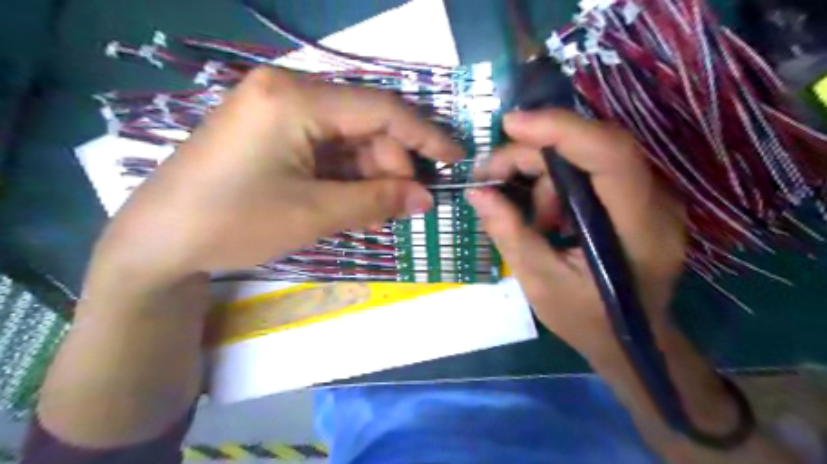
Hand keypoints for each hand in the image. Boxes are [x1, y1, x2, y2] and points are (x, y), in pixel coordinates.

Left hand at [88, 68, 463, 295]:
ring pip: (349, 140)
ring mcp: (280, 110)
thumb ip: (377, 201)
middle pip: (366, 124)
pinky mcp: (274, 132)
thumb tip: (426, 200)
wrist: (159, 242)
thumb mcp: (315, 213)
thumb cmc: (235, 222)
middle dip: (391, 166)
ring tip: (378, 213)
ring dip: (370, 175)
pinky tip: (353, 203)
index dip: (425, 135)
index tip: (455, 159)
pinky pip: (327, 149)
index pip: (382, 109)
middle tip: (404, 206)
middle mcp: (290, 91)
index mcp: (297, 98)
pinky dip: (347, 176)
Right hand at [468, 109, 688, 353]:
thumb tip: (477, 193)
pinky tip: (546, 215)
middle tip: (491, 177)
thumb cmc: (589, 320)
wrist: (632, 340)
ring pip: (586, 155)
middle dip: (534, 154)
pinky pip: (589, 170)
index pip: (610, 154)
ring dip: (544, 175)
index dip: (561, 129)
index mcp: (638, 228)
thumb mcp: (540, 283)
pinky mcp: (635, 197)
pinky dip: (557, 183)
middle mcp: (654, 201)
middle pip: (591, 147)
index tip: (511, 125)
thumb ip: (509, 233)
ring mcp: (649, 196)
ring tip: (529, 218)